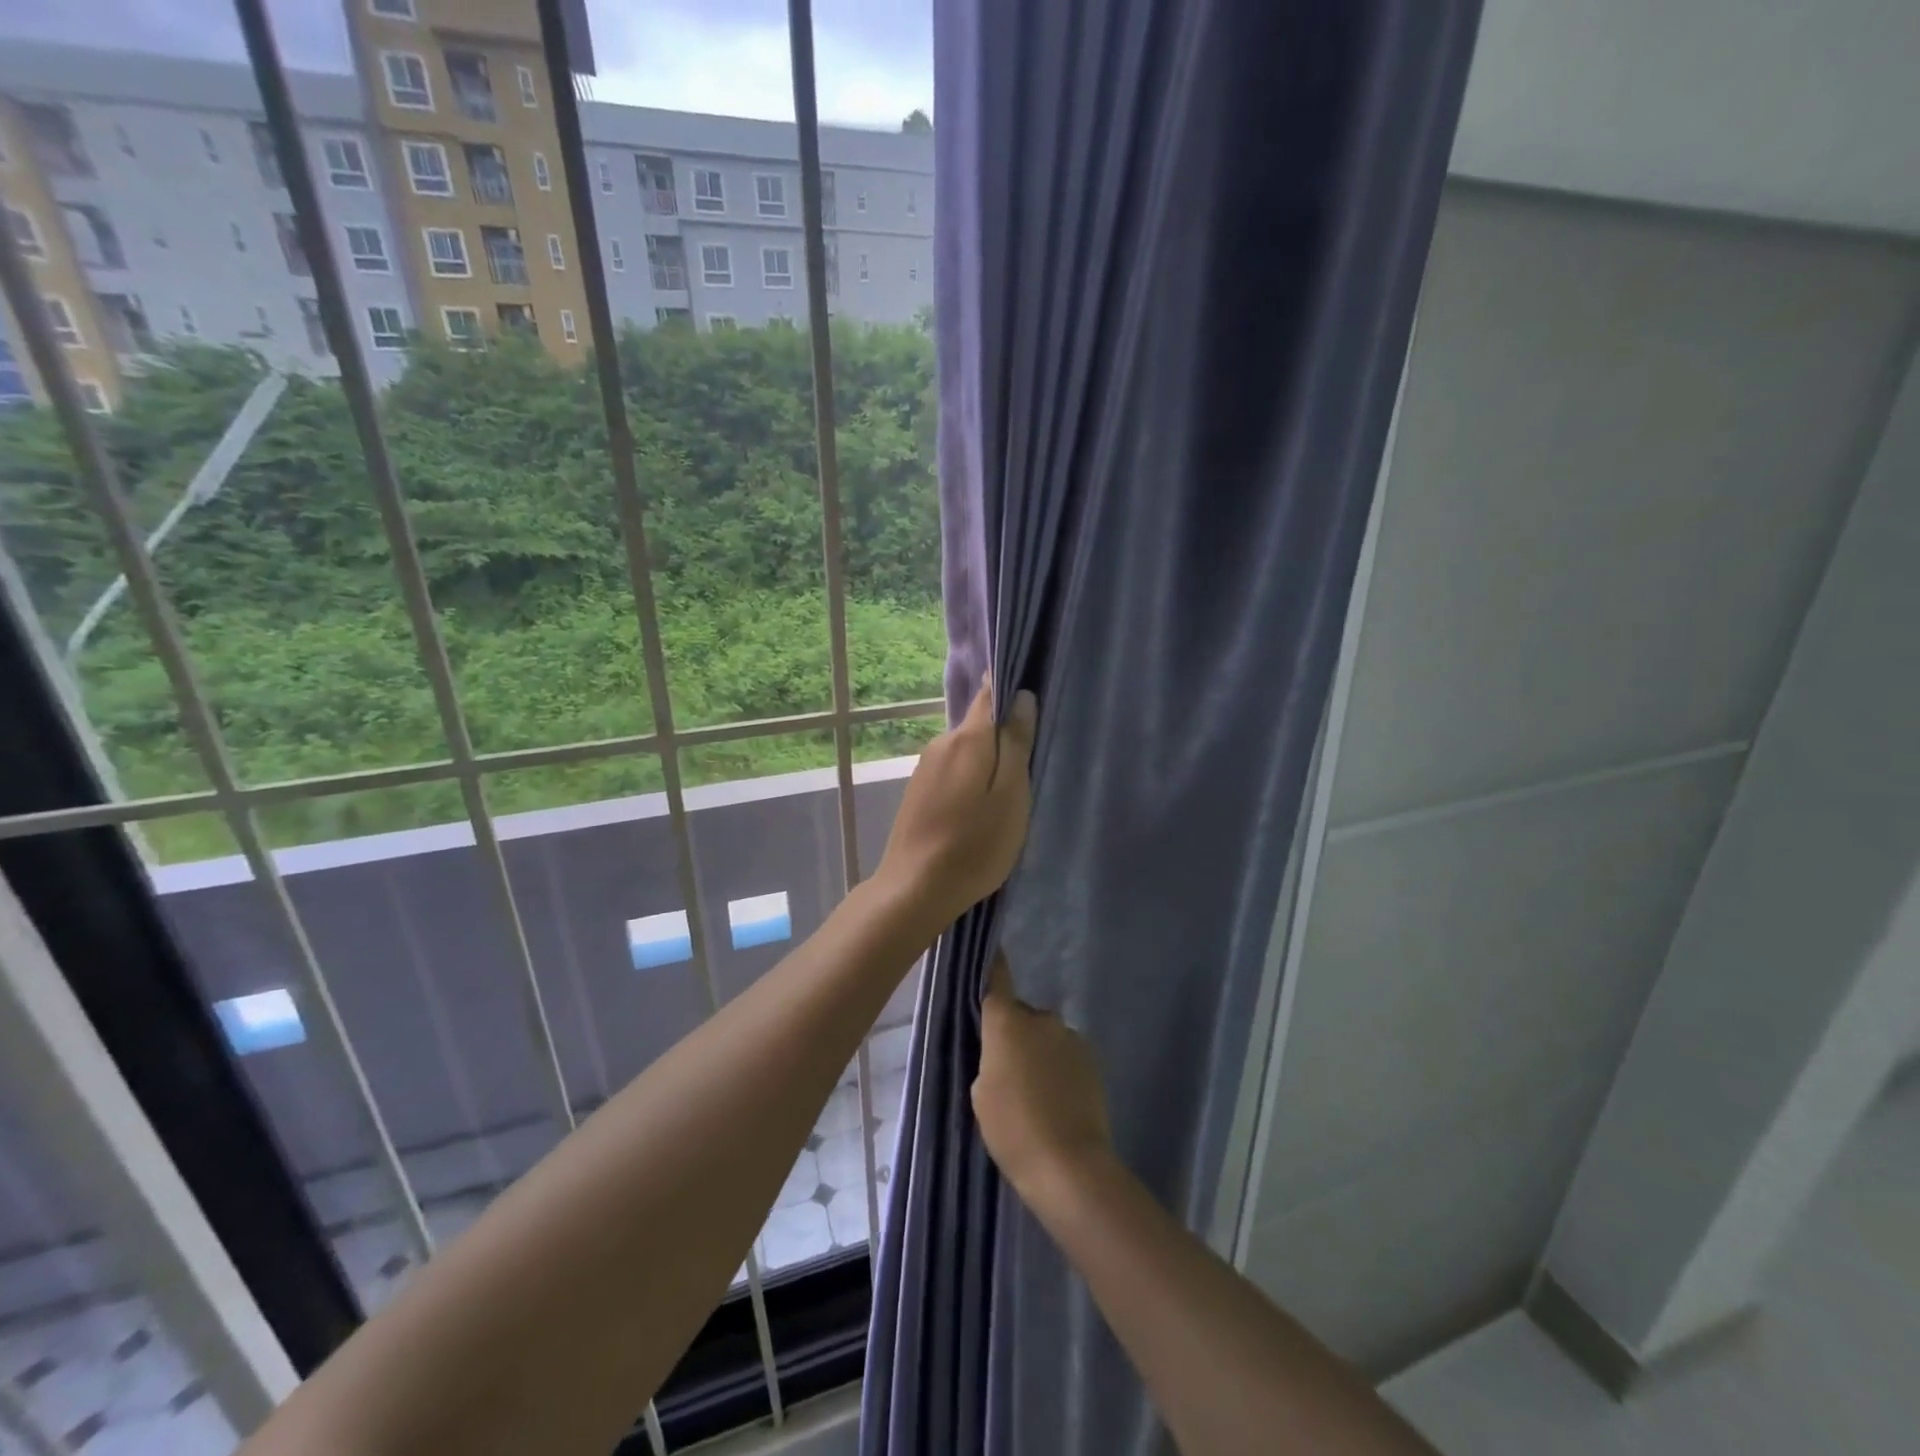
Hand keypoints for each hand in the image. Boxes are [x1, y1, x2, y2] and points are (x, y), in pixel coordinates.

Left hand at [877, 678, 1036, 928]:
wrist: (915, 888)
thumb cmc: (974, 845)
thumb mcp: (1010, 795)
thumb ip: (1016, 744)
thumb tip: (1022, 697)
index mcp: (967, 738)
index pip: (990, 694)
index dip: (1011, 689)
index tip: (1033, 695)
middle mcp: (941, 743)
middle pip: (980, 725)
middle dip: (1004, 736)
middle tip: (1030, 768)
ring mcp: (925, 767)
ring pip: (967, 751)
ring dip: (987, 763)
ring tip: (1006, 795)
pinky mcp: (917, 790)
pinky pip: (953, 771)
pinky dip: (970, 780)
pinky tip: (978, 809)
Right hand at [974, 952, 1113, 1204]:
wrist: (1069, 1165)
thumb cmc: (1012, 1128)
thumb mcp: (981, 1093)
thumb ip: (990, 1059)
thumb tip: (1006, 1051)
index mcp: (1007, 1021)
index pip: (997, 978)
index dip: (994, 965)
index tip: (992, 950)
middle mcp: (1040, 1018)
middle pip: (1021, 1015)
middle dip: (1015, 1033)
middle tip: (1007, 1070)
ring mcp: (1070, 1036)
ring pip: (1045, 1036)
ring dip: (1038, 1052)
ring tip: (1035, 1092)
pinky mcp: (1092, 1059)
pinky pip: (1066, 1054)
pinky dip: (1059, 1067)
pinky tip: (1057, 1099)